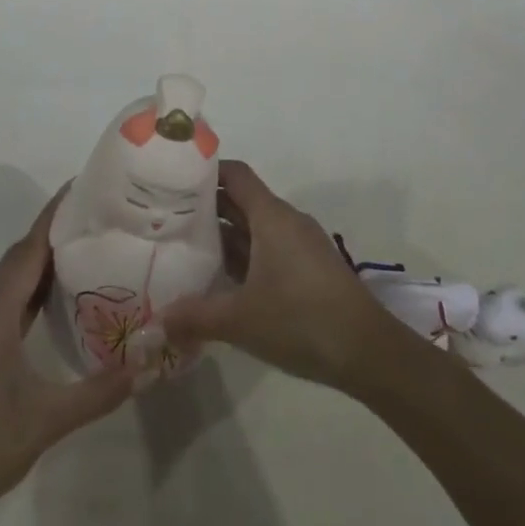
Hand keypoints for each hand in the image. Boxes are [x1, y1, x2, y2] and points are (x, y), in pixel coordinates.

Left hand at [0, 190, 132, 525]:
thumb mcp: (46, 421)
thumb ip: (98, 392)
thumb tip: (148, 365)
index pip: (26, 251)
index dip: (53, 217)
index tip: (82, 188)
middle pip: (19, 256)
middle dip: (54, 230)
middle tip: (98, 213)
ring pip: (12, 276)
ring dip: (43, 256)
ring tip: (87, 242)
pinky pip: (8, 297)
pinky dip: (33, 284)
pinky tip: (60, 290)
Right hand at [158, 161, 397, 394]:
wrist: (369, 353)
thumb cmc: (301, 320)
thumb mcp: (240, 320)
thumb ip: (194, 316)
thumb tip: (155, 320)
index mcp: (271, 216)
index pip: (235, 174)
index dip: (205, 172)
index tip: (172, 180)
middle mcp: (286, 221)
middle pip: (241, 200)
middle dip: (206, 207)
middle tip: (166, 217)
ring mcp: (300, 245)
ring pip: (254, 228)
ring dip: (223, 236)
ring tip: (185, 248)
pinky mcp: (308, 269)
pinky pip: (267, 249)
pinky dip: (243, 257)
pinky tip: (220, 280)